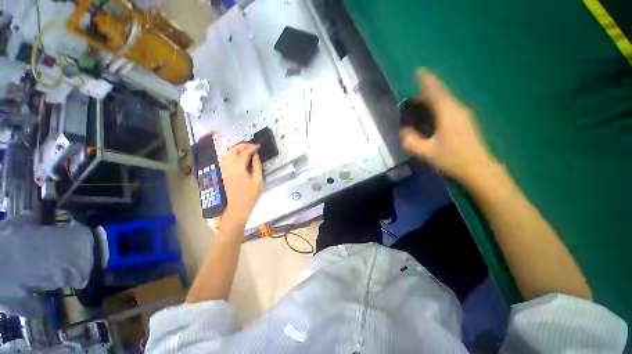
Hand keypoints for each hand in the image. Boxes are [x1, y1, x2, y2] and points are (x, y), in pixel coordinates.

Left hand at [220, 143, 263, 225]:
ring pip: (227, 153)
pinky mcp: (224, 173)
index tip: (259, 146)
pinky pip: (225, 159)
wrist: (238, 207)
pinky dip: (232, 154)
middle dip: (242, 145)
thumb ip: (257, 166)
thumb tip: (256, 155)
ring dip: (236, 148)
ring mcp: (225, 170)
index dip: (252, 147)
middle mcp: (229, 167)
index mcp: (239, 169)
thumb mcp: (258, 181)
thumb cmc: (251, 195)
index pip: (244, 153)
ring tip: (246, 148)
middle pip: (233, 150)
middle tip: (252, 145)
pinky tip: (238, 156)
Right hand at [400, 69, 495, 181]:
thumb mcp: (425, 152)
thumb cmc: (452, 159)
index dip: (426, 80)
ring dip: (431, 99)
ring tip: (418, 105)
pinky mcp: (465, 121)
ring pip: (445, 100)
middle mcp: (457, 109)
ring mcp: (464, 114)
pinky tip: (431, 115)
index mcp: (448, 113)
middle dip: (426, 91)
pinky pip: (449, 107)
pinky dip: (437, 106)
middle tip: (410, 99)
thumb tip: (404, 130)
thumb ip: (410, 140)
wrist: (479, 169)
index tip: (418, 71)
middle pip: (441, 93)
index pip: (435, 91)